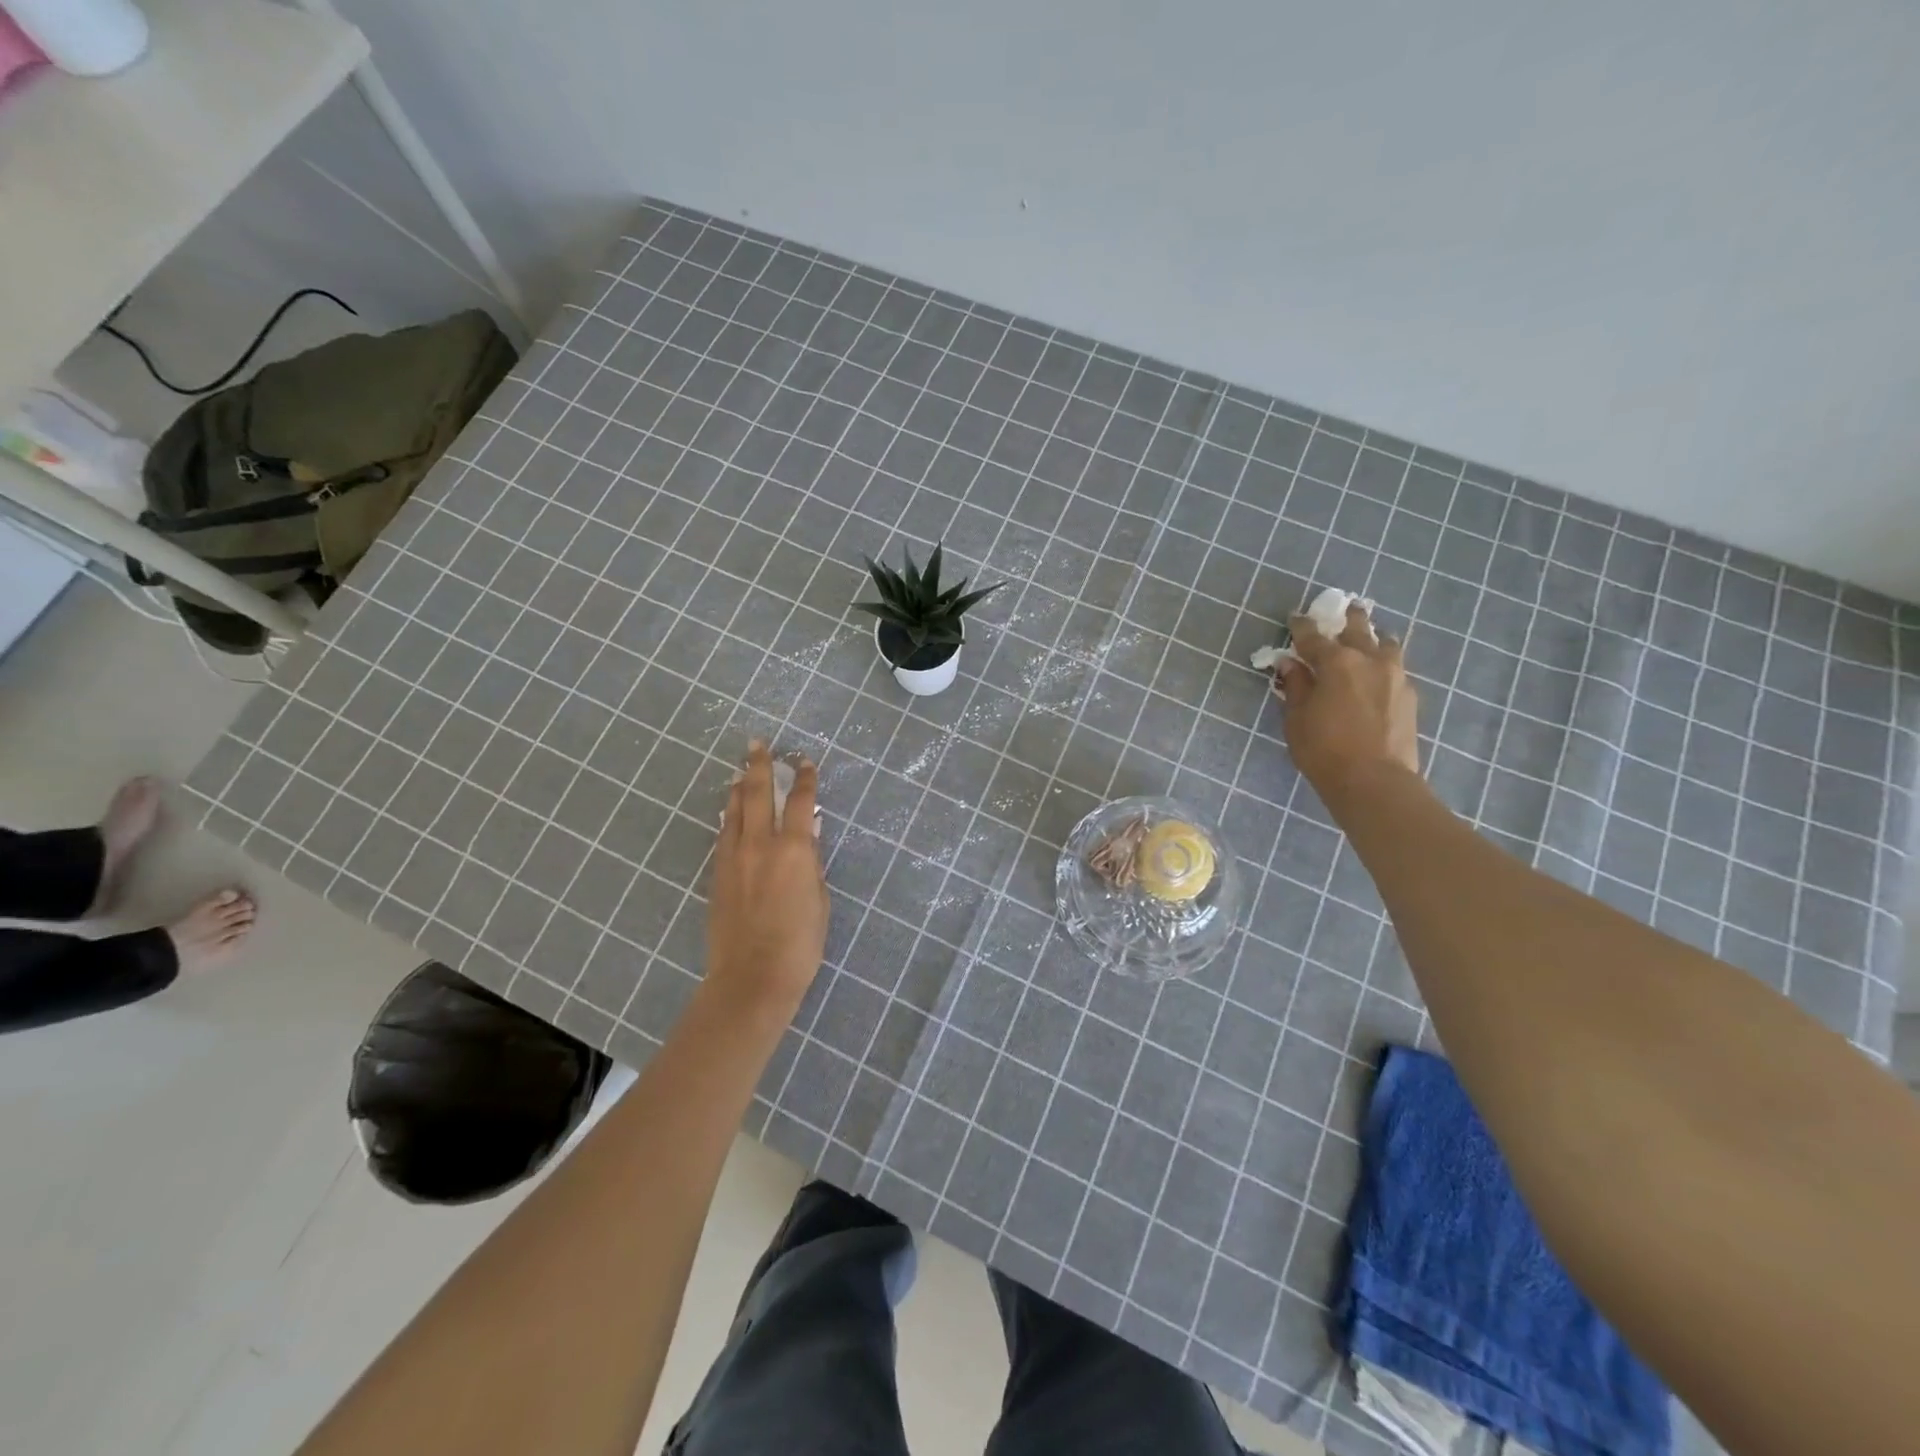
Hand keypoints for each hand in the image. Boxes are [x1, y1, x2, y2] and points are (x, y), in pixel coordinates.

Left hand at [705, 742, 828, 1021]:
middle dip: (760, 765)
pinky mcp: (718, 874)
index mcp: (794, 849)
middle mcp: (761, 844)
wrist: (752, 977)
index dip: (805, 778)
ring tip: (742, 771)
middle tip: (758, 744)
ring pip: (734, 810)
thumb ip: (811, 864)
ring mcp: (734, 857)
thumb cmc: (800, 943)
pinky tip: (731, 812)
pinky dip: (730, 816)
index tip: (805, 762)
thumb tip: (807, 838)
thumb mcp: (819, 899)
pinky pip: (724, 833)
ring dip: (740, 787)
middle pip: (758, 792)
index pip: (801, 802)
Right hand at [1275, 602, 1420, 801]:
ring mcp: (1395, 676)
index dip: (1301, 626)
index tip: (1295, 617)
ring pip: (1386, 644)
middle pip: (1358, 628)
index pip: (1313, 635)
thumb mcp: (1297, 718)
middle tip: (1344, 609)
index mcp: (1336, 662)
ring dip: (1373, 638)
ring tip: (1368, 640)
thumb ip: (1296, 686)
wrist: (1374, 781)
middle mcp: (1369, 660)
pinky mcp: (1410, 696)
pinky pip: (1396, 668)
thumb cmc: (1323, 750)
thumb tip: (1290, 663)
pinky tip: (1378, 675)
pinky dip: (1384, 664)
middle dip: (1348, 618)